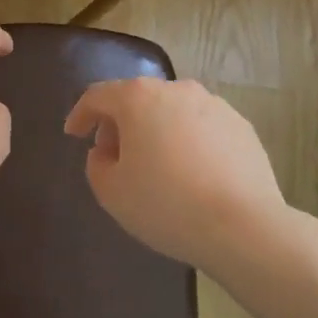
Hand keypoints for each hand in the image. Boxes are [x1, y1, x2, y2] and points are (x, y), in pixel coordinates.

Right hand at [63, 77, 287, 271]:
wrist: (244, 227)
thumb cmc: (166, 205)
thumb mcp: (112, 192)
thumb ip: (97, 165)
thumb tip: (106, 152)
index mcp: (138, 98)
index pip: (97, 96)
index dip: (80, 114)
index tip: (73, 134)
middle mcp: (176, 90)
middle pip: (137, 99)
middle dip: (120, 124)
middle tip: (114, 157)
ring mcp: (214, 105)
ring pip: (172, 112)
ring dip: (157, 131)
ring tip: (157, 167)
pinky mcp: (241, 126)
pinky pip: (202, 128)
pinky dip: (189, 142)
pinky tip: (193, 174)